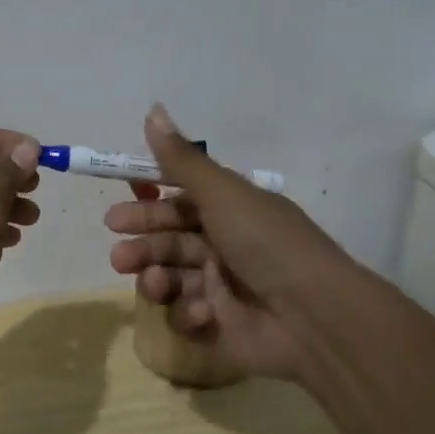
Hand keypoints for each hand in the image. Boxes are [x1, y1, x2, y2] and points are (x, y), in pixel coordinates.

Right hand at [104, 105, 364, 382]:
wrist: (315, 318)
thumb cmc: (266, 244)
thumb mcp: (222, 194)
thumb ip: (181, 159)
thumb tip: (153, 108)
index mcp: (231, 209)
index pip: (181, 196)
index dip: (150, 196)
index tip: (124, 195)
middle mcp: (225, 243)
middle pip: (170, 237)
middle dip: (142, 242)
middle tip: (119, 254)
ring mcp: (223, 286)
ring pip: (171, 275)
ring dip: (156, 277)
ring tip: (155, 284)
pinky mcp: (221, 325)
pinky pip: (187, 313)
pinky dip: (187, 311)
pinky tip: (200, 311)